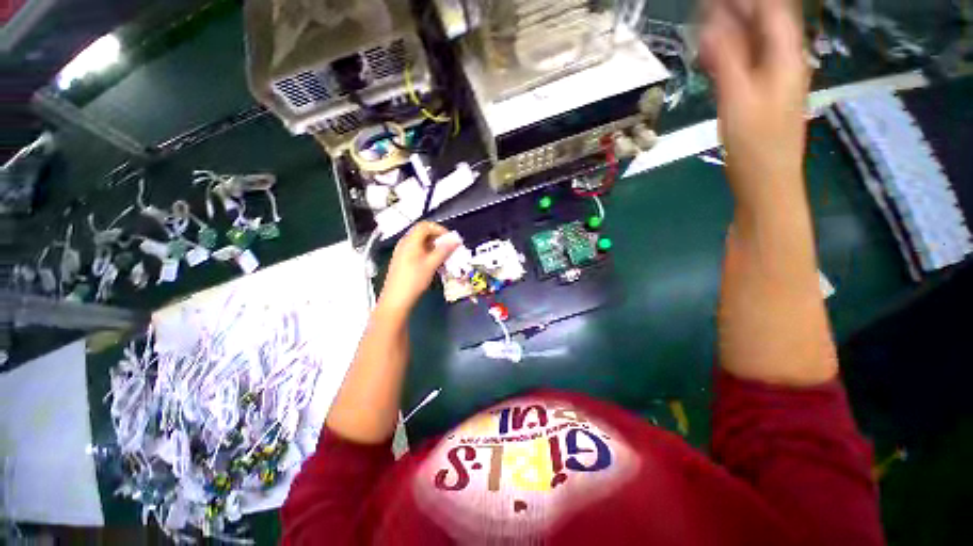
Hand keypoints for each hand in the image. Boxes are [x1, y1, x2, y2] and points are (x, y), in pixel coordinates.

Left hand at [377, 222, 459, 315]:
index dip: (440, 229)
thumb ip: (444, 250)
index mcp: (410, 241)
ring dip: (434, 247)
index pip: (425, 225)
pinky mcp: (403, 261)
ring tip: (444, 258)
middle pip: (423, 233)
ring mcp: (402, 252)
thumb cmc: (414, 280)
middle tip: (450, 248)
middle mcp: (405, 243)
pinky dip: (428, 254)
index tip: (451, 239)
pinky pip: (417, 251)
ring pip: (421, 243)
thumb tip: (456, 239)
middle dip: (438, 239)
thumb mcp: (431, 264)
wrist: (395, 300)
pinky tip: (434, 264)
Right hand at [700, 0, 809, 209]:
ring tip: (703, 32)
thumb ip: (728, 61)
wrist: (766, 180)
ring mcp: (772, 78)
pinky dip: (728, 56)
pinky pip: (746, 64)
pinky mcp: (760, 94)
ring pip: (753, 43)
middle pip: (763, 23)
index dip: (745, 1)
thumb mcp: (739, 99)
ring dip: (729, 34)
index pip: (772, 10)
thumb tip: (711, 26)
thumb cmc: (756, 143)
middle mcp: (783, 61)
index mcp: (786, 57)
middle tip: (703, 12)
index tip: (713, 0)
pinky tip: (711, 58)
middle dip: (735, 12)